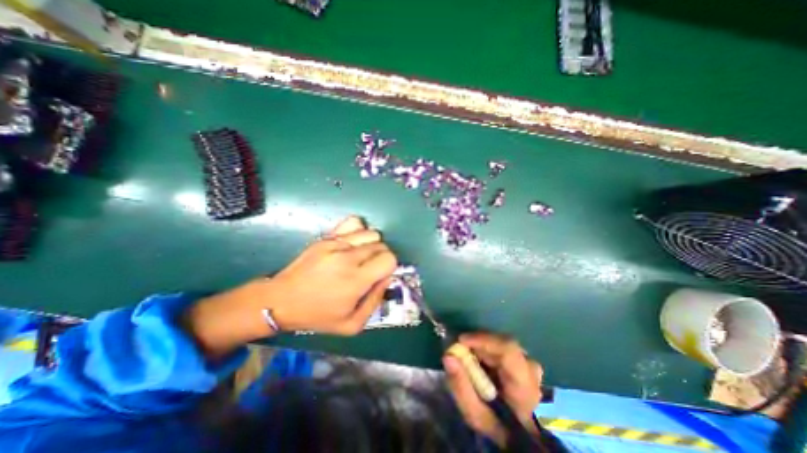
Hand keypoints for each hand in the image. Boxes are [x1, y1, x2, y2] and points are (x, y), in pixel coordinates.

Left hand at [269, 218, 397, 334]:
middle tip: (369, 269)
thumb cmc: (317, 315)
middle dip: (381, 257)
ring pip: (371, 233)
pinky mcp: (327, 237)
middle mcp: (348, 257)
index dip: (389, 267)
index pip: (389, 259)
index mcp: (356, 280)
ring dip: (372, 244)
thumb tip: (386, 278)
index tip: (380, 275)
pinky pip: (354, 223)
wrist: (281, 300)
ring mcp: (336, 244)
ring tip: (361, 256)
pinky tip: (353, 243)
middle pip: (381, 245)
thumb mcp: (352, 324)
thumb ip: (375, 301)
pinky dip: (359, 231)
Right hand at [445, 331, 545, 446]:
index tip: (460, 340)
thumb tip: (448, 356)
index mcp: (524, 387)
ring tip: (469, 357)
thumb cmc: (498, 427)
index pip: (508, 350)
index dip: (483, 340)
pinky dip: (488, 349)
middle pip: (502, 343)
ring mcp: (530, 363)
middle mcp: (531, 369)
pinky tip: (480, 360)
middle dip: (478, 343)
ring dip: (483, 346)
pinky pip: (504, 346)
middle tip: (460, 351)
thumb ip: (461, 386)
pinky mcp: (525, 360)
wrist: (524, 436)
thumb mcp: (476, 415)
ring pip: (502, 343)